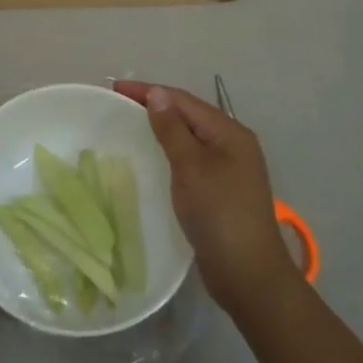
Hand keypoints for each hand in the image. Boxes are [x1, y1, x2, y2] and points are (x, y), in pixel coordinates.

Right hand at [115, 81, 300, 312]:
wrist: (248, 274)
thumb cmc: (219, 214)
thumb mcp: (191, 167)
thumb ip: (172, 129)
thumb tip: (158, 94)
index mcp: (230, 133)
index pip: (184, 101)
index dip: (150, 92)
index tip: (115, 88)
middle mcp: (233, 145)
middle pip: (189, 116)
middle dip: (156, 106)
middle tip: (119, 104)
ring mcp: (230, 169)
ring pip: (190, 138)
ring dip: (163, 129)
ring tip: (131, 126)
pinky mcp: (221, 191)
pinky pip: (191, 160)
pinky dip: (170, 152)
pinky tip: (153, 159)